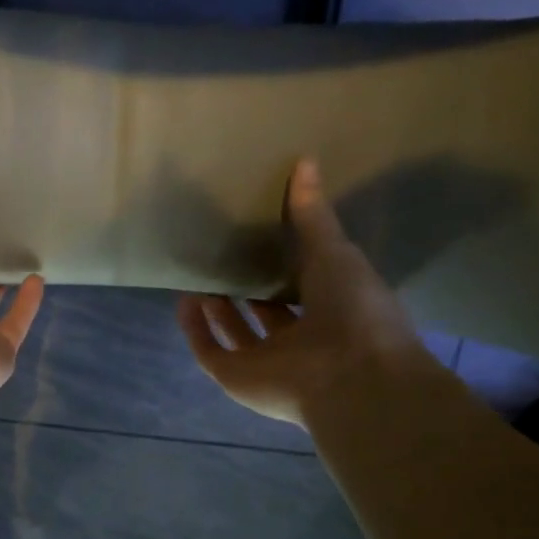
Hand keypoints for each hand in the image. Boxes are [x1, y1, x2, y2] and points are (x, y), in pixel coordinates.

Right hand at [178, 157, 427, 427]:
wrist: (350, 374)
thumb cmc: (354, 310)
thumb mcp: (334, 252)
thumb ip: (312, 215)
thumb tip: (304, 161)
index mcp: (331, 311)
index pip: (302, 287)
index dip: (284, 265)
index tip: (263, 237)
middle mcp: (298, 340)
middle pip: (265, 313)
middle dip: (247, 289)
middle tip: (226, 256)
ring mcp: (266, 363)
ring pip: (235, 332)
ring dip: (217, 308)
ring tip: (201, 275)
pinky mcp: (237, 377)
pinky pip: (209, 351)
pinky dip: (195, 329)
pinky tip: (184, 300)